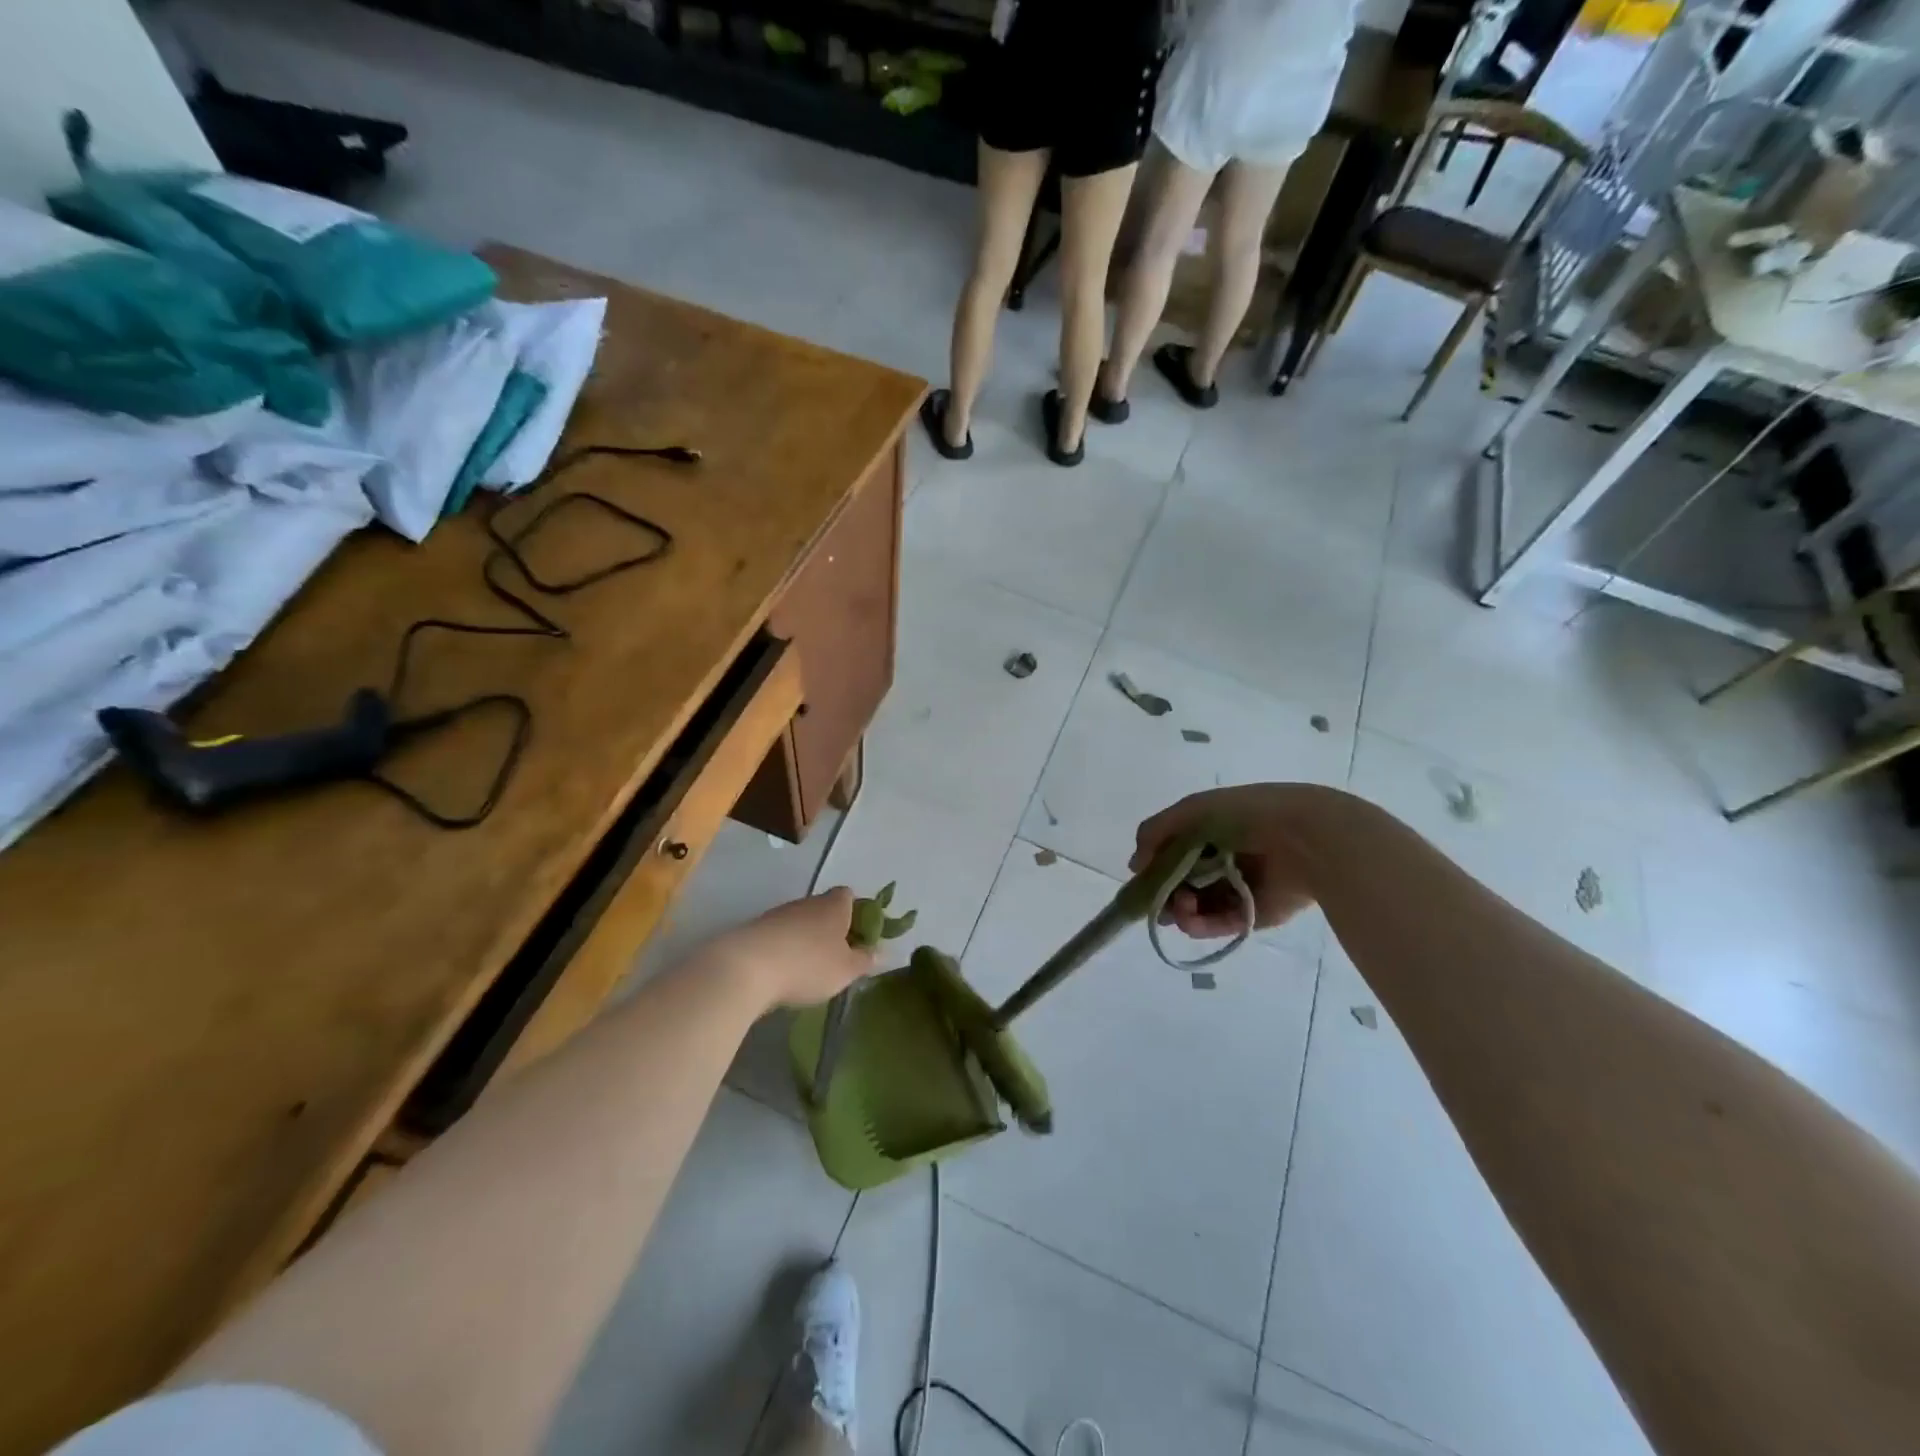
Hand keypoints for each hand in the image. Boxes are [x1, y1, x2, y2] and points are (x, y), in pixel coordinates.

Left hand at [699, 887, 876, 1008]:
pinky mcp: (755, 930)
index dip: (856, 912)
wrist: (745, 969)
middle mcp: (807, 902)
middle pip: (823, 909)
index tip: (858, 935)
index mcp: (834, 905)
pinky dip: (783, 950)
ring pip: (799, 922)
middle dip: (830, 929)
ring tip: (808, 969)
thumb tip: (881, 951)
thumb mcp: (846, 970)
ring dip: (805, 940)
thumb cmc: (808, 965)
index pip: (849, 895)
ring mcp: (778, 914)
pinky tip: (782, 972)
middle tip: (836, 957)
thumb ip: (865, 960)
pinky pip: (778, 937)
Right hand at [1130, 784, 1339, 939]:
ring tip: (1179, 910)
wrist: (1305, 838)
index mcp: (1211, 832)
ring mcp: (1239, 889)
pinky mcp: (1254, 915)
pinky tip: (1189, 921)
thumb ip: (1155, 833)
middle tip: (1157, 901)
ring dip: (1180, 911)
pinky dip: (1202, 925)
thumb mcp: (1192, 811)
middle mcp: (1223, 860)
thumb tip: (1135, 865)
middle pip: (1183, 883)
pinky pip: (1221, 924)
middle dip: (1166, 894)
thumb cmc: (1246, 816)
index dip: (1156, 868)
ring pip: (1198, 907)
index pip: (1174, 854)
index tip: (1141, 881)